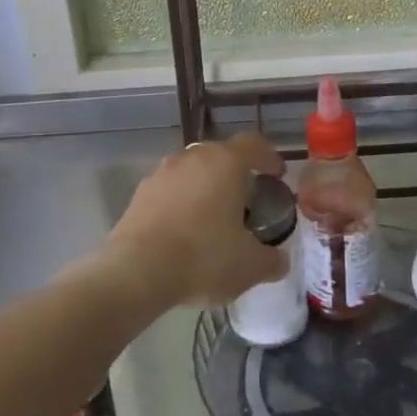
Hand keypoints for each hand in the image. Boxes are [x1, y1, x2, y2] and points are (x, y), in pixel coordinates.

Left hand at [103, 133, 288, 309]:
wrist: (136, 271)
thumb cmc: (203, 258)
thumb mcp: (250, 266)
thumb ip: (271, 259)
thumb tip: (279, 260)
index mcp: (225, 162)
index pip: (254, 144)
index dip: (269, 157)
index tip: (277, 175)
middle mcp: (193, 157)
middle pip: (220, 154)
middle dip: (235, 173)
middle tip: (247, 199)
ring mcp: (162, 172)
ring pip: (192, 171)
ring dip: (205, 187)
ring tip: (213, 217)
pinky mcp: (139, 193)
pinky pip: (169, 190)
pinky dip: (180, 203)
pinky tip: (183, 231)